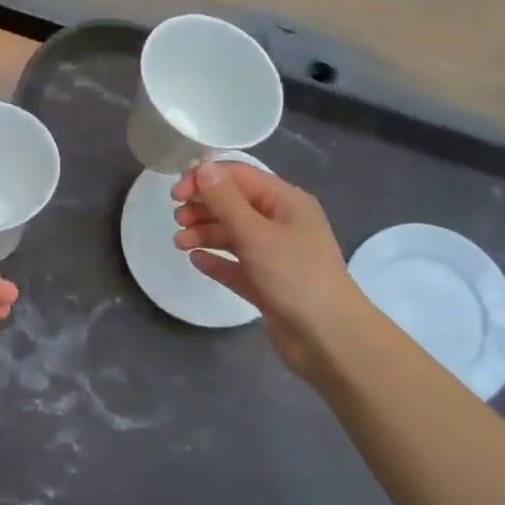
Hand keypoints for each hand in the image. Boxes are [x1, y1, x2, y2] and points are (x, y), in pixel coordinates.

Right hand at [172, 160, 366, 381]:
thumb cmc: (294, 276)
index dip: (206, 179)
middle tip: (177, 220)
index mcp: (285, 201)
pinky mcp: (268, 283)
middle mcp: (281, 223)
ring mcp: (275, 254)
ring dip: (205, 234)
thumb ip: (226, 200)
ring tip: (179, 244)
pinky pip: (237, 265)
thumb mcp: (256, 233)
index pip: (240, 176)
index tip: (176, 194)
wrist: (328, 338)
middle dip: (204, 208)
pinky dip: (217, 260)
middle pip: (235, 204)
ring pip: (234, 235)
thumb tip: (204, 166)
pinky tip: (196, 261)